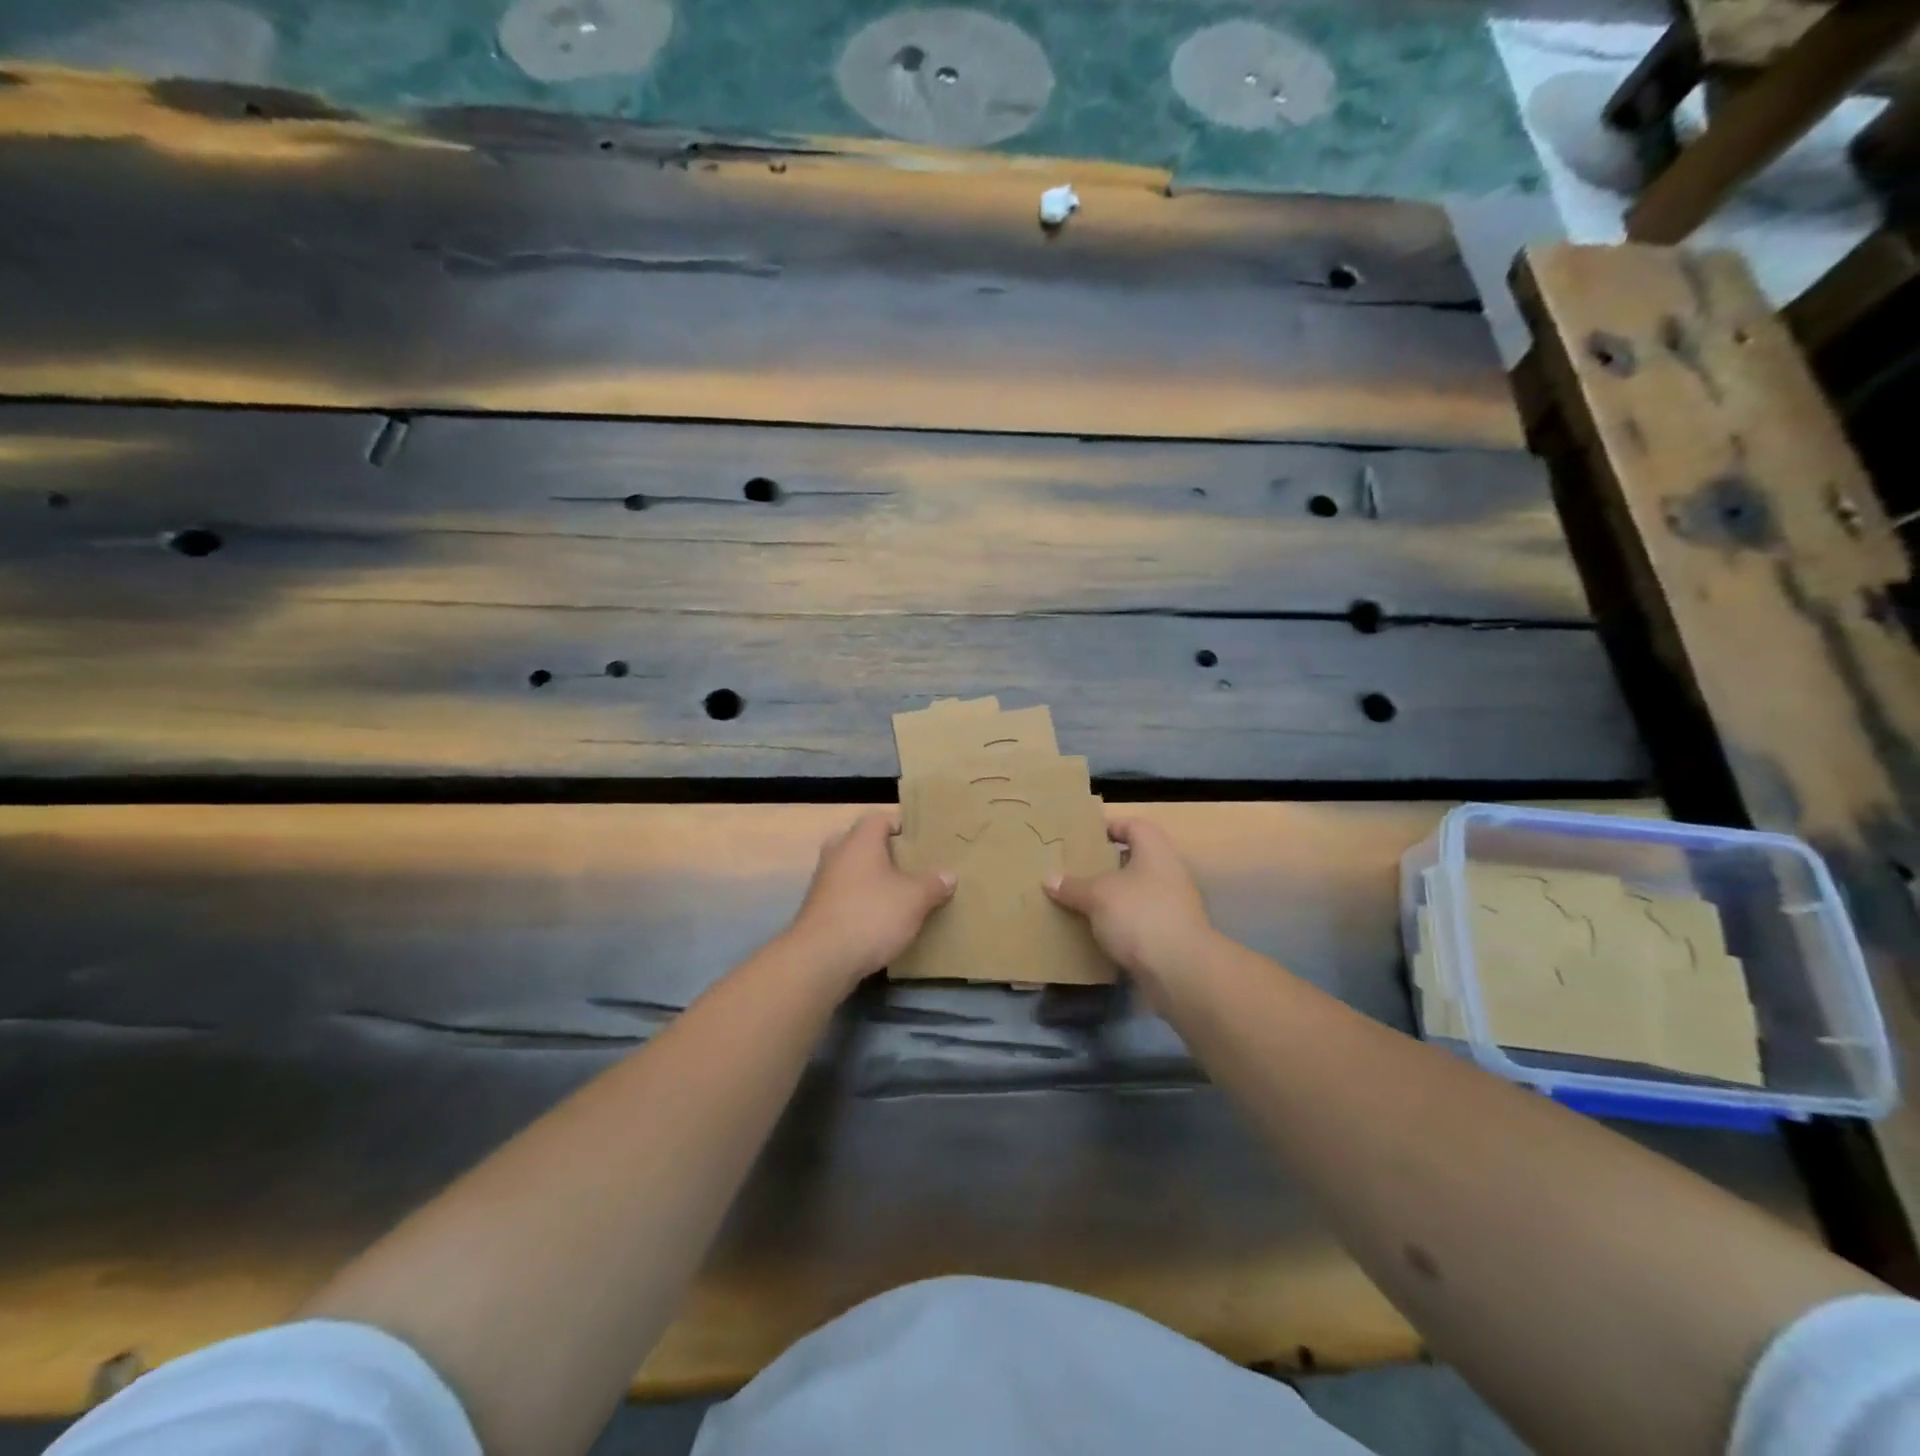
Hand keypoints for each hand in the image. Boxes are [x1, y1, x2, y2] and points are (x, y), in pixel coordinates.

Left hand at [786, 812, 955, 988]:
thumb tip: (947, 875)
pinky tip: (881, 920)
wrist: (821, 960)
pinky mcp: (818, 911)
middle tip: (911, 867)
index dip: (902, 826)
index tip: (922, 841)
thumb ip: (933, 884)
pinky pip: (846, 896)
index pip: (880, 818)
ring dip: (873, 880)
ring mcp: (823, 883)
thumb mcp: (914, 899)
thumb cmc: (871, 915)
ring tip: (901, 895)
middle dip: (886, 854)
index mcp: (860, 840)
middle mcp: (837, 854)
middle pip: (863, 843)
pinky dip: (862, 902)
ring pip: (853, 871)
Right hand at [1044, 818, 1215, 986]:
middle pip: (1135, 860)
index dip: (1111, 827)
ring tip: (1080, 902)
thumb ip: (1073, 886)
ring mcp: (1172, 906)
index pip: (1134, 825)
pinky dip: (1120, 924)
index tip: (1084, 839)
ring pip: (1136, 893)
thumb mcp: (1098, 896)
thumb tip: (1048, 878)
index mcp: (1155, 851)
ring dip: (1111, 898)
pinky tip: (1096, 932)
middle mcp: (1168, 873)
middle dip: (1105, 866)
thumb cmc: (1140, 915)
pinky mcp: (1169, 935)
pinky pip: (1139, 921)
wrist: (1181, 971)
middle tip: (1075, 871)